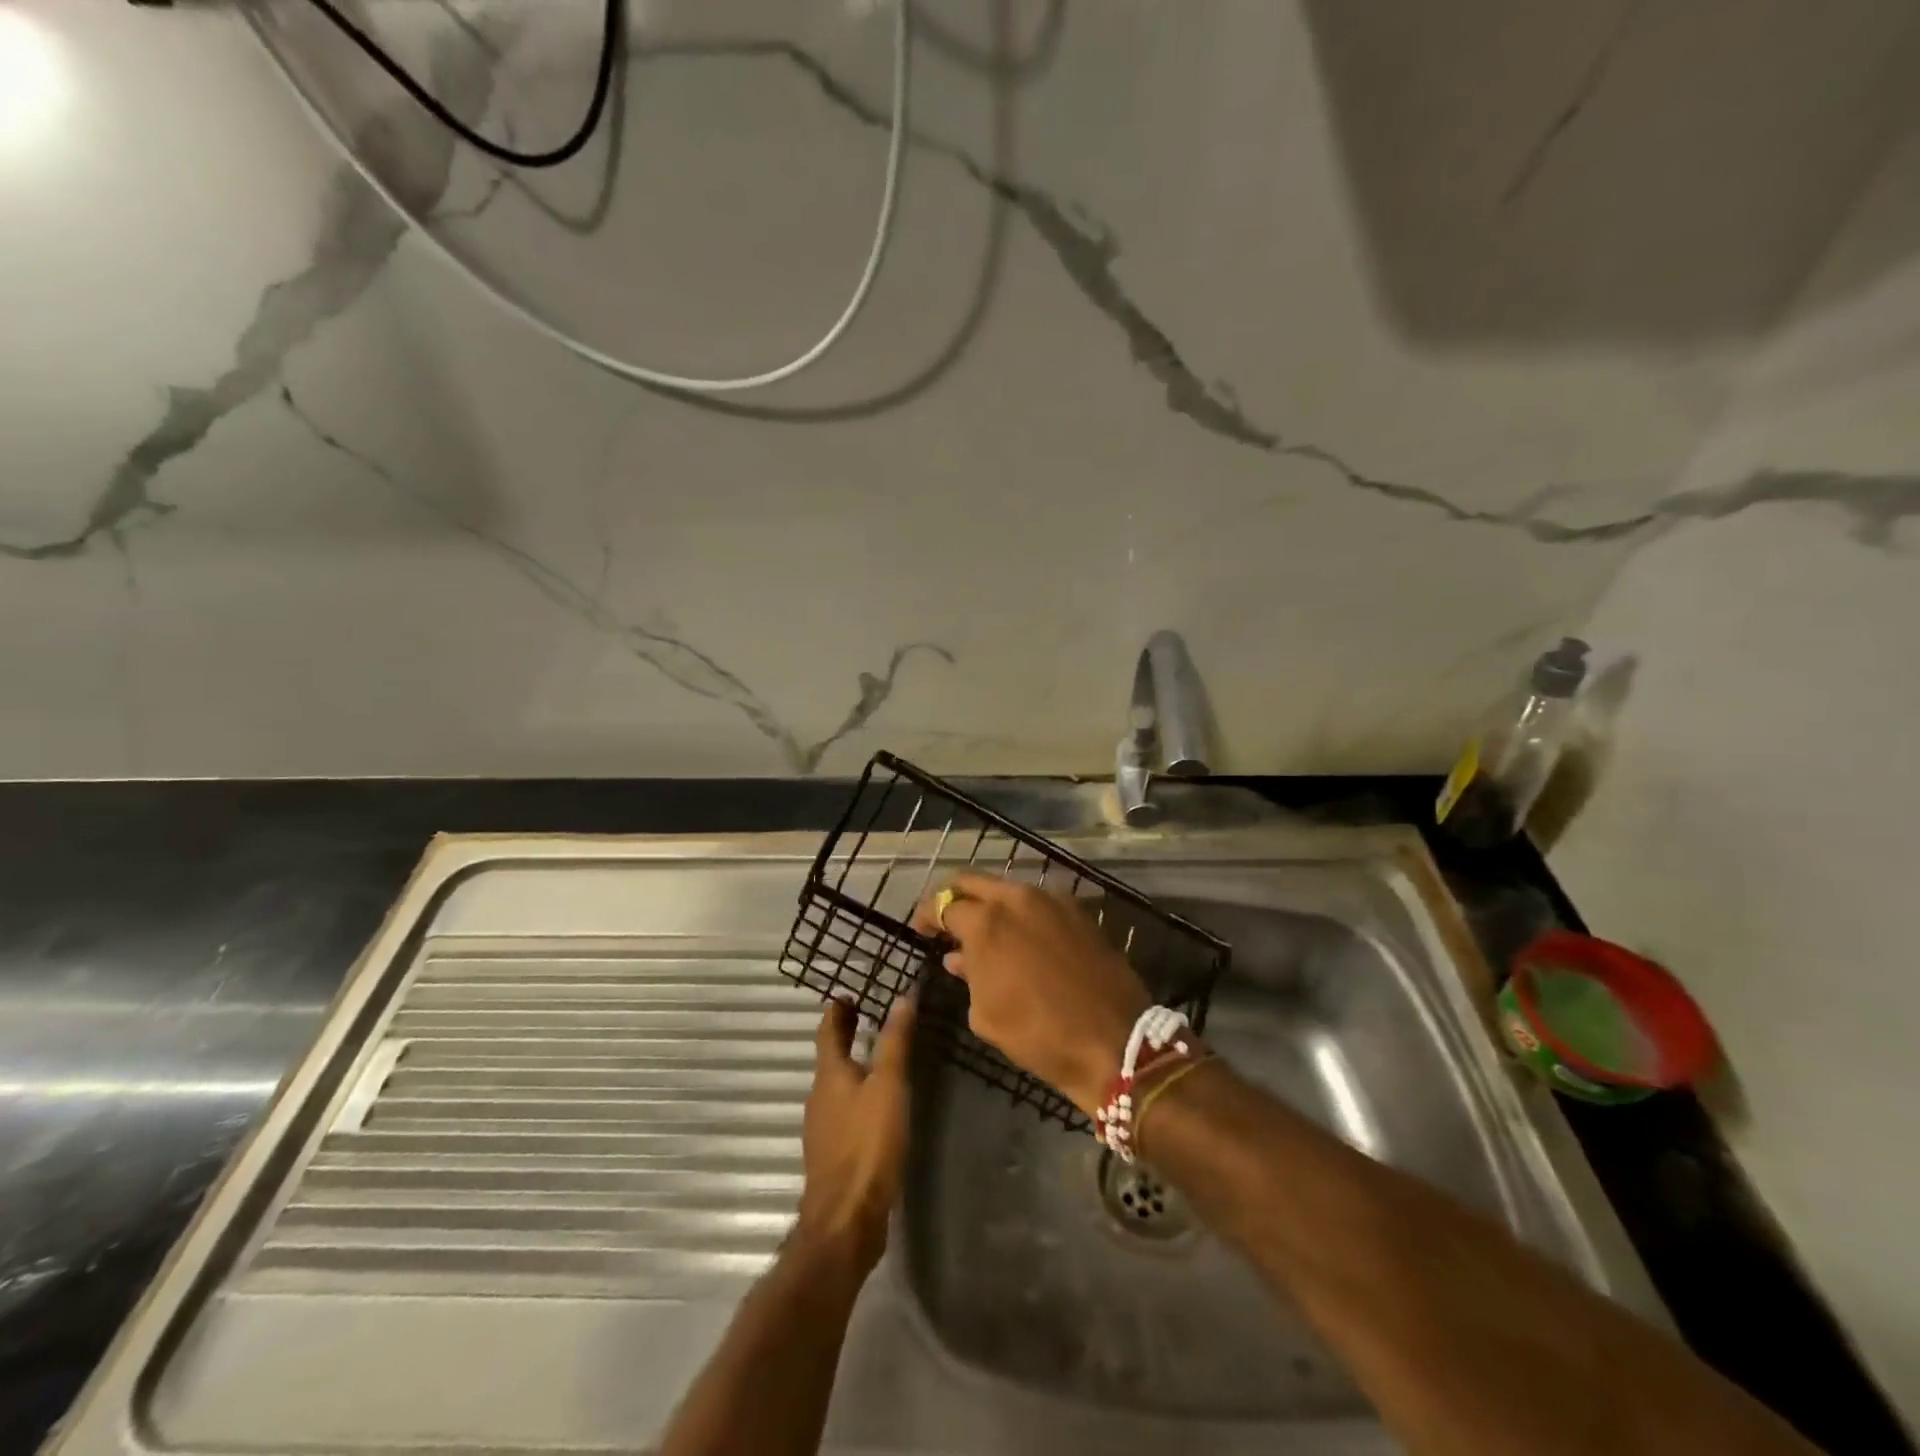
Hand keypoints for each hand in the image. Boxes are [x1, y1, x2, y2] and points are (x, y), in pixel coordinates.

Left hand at [796, 996, 914, 1271]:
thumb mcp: (888, 1086)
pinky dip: (854, 1094)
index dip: (836, 1010)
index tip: (847, 994)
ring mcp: (822, 1128)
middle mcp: (820, 1096)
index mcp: (829, 1075)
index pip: (827, 1031)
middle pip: (829, 1057)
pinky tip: (873, 1105)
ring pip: (834, 1085)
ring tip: (875, 1057)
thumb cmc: (867, 1143)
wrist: (846, 1218)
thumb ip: (895, 1042)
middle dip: (844, 1034)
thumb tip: (902, 995)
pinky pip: (841, 1110)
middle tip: (863, 1015)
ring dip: (850, 1065)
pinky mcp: (832, 1154)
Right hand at [911, 872, 1150, 1116]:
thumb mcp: (986, 1014)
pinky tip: (1019, 939)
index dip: (928, 915)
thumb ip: (968, 976)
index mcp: (987, 921)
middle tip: (945, 919)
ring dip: (989, 905)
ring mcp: (1052, 900)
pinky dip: (1020, 914)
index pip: (944, 903)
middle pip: (973, 881)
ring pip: (1007, 889)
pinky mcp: (1078, 912)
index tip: (921, 929)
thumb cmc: (1038, 1034)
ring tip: (982, 932)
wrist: (1114, 1042)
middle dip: (954, 897)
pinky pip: (1037, 903)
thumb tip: (958, 958)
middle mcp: (1018, 898)